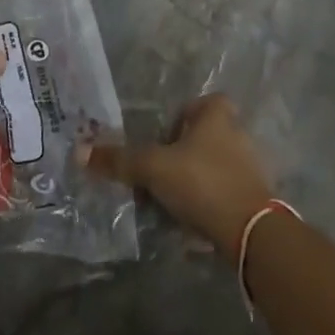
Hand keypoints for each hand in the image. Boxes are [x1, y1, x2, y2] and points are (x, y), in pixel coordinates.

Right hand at [84, 93, 275, 254]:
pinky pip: (223, 193)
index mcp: (218, 115)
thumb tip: (80, 152)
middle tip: (157, 173)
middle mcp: (238, 134)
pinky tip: (190, 221)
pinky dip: (207, 203)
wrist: (251, 231)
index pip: (199, 103)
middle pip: (203, 137)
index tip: (161, 140)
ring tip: (168, 201)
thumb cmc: (202, 182)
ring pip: (212, 166)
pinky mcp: (253, 198)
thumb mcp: (154, 168)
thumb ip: (120, 160)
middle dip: (181, 154)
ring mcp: (249, 168)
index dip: (180, 118)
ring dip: (192, 180)